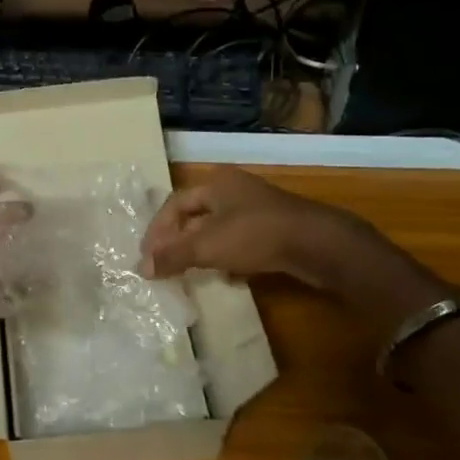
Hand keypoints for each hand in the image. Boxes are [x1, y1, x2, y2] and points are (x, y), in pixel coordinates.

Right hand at [140, 169, 440, 314]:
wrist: (318, 244)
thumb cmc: (256, 235)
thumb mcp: (207, 245)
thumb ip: (173, 255)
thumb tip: (141, 268)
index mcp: (216, 183)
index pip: (174, 204)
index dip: (157, 230)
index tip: (147, 257)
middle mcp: (235, 190)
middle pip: (195, 215)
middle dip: (178, 241)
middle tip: (164, 265)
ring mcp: (257, 209)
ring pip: (218, 230)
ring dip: (201, 251)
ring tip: (189, 273)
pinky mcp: (275, 229)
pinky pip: (240, 241)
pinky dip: (227, 257)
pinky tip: (225, 277)